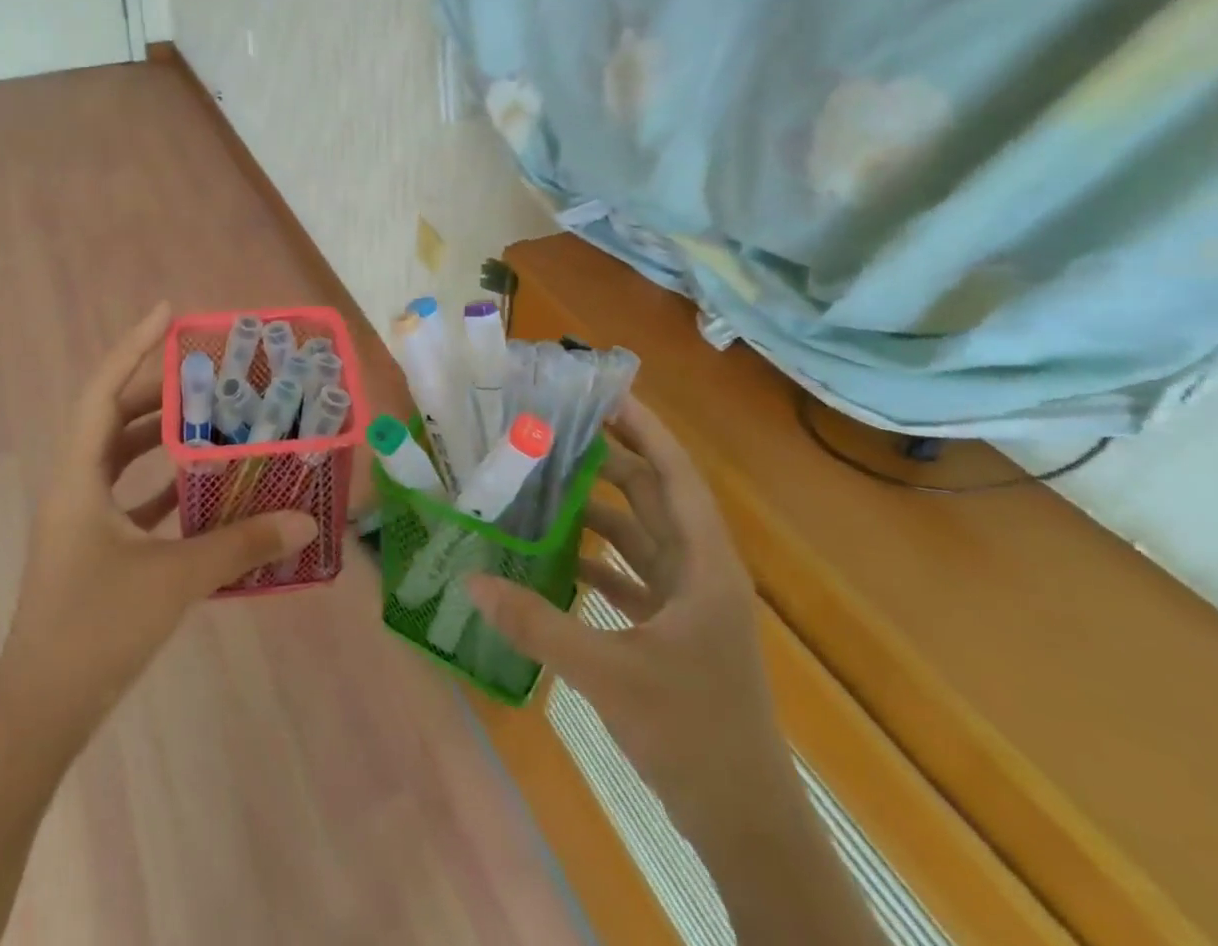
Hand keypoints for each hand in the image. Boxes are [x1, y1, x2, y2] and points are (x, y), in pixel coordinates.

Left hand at [0, 302, 317, 736]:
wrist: (39, 715)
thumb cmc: (95, 631)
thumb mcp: (173, 580)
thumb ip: (238, 546)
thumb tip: (301, 520)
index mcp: (78, 478)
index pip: (101, 392)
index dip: (131, 347)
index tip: (167, 313)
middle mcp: (75, 487)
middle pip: (112, 417)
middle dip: (156, 388)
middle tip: (207, 369)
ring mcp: (81, 521)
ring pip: (120, 456)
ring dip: (160, 434)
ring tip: (209, 416)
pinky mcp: (93, 549)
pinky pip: (129, 496)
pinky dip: (161, 482)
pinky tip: (200, 487)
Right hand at [468, 393, 794, 846]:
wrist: (745, 824)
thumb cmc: (692, 733)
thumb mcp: (609, 674)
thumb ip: (538, 624)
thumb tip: (472, 579)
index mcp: (704, 566)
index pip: (677, 475)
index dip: (646, 429)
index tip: (605, 394)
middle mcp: (700, 573)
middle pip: (656, 496)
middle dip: (612, 458)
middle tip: (557, 429)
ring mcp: (688, 603)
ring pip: (642, 535)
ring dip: (601, 508)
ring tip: (546, 482)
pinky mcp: (673, 630)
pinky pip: (632, 574)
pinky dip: (599, 558)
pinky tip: (556, 554)